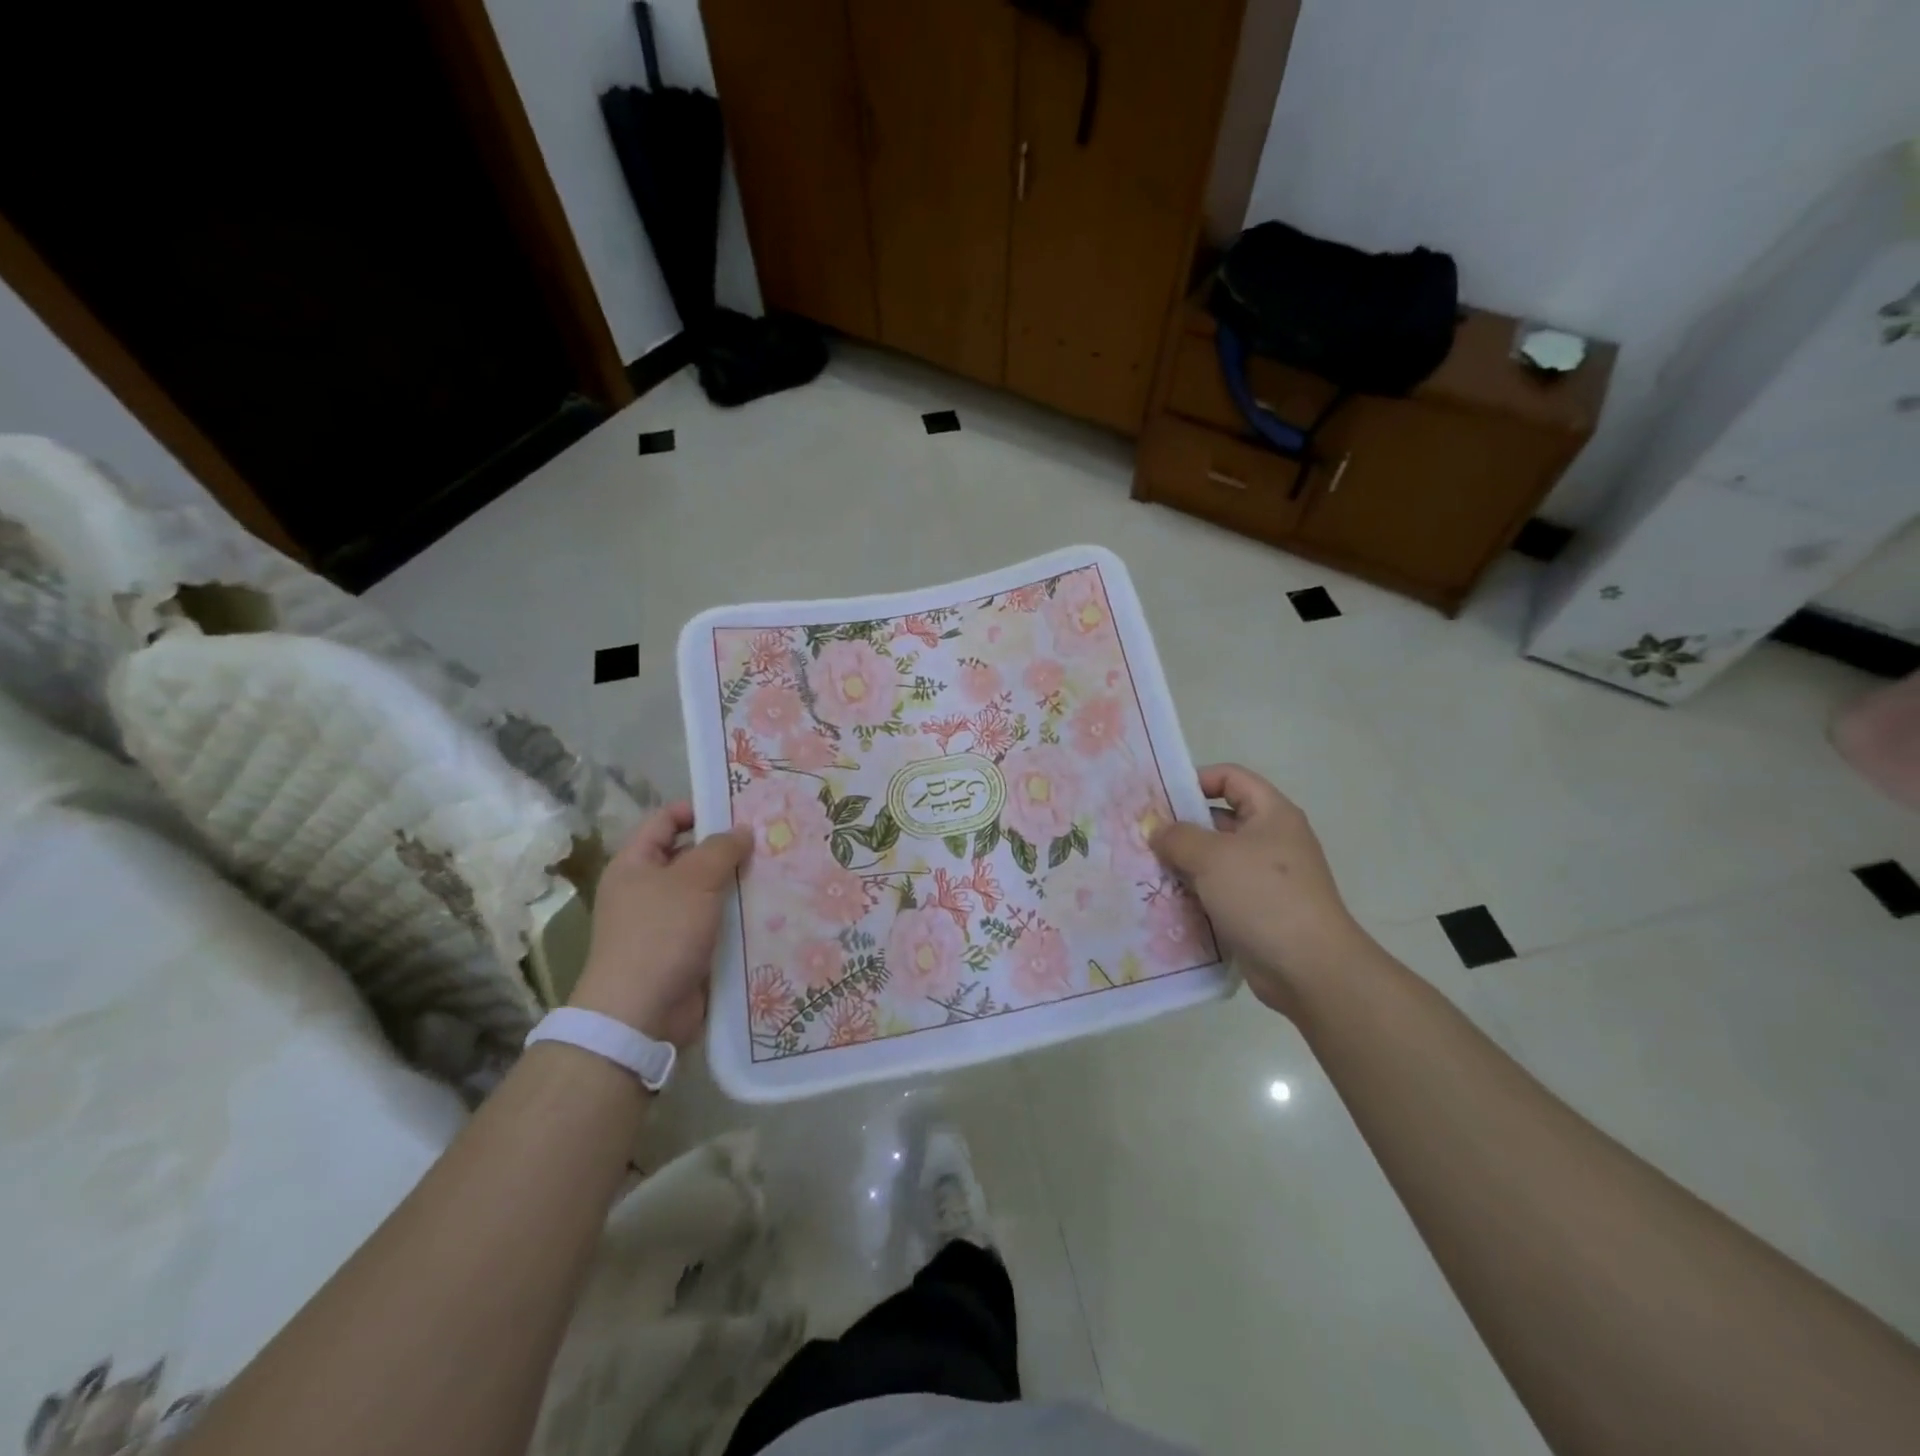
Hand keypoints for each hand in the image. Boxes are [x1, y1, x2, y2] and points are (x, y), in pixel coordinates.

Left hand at [568, 803, 751, 1045]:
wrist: (642, 1014)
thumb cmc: (661, 934)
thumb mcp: (693, 881)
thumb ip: (720, 849)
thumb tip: (741, 830)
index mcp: (636, 865)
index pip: (666, 820)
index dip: (699, 809)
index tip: (740, 808)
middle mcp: (649, 890)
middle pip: (692, 856)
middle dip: (729, 849)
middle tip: (772, 839)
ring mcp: (669, 923)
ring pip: (711, 892)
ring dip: (741, 884)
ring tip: (783, 870)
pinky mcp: (689, 951)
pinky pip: (718, 924)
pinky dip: (742, 917)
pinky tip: (775, 909)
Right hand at [1150, 764, 1371, 1014]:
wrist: (1309, 967)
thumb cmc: (1263, 895)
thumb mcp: (1212, 857)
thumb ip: (1178, 837)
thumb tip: (1156, 830)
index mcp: (1271, 814)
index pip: (1231, 778)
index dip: (1197, 779)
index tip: (1161, 798)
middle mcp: (1271, 840)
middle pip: (1219, 819)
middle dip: (1181, 826)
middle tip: (1142, 836)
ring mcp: (1266, 878)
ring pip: (1216, 859)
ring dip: (1184, 863)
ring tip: (1146, 868)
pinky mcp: (1257, 910)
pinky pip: (1219, 891)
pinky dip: (1195, 893)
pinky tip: (1165, 900)